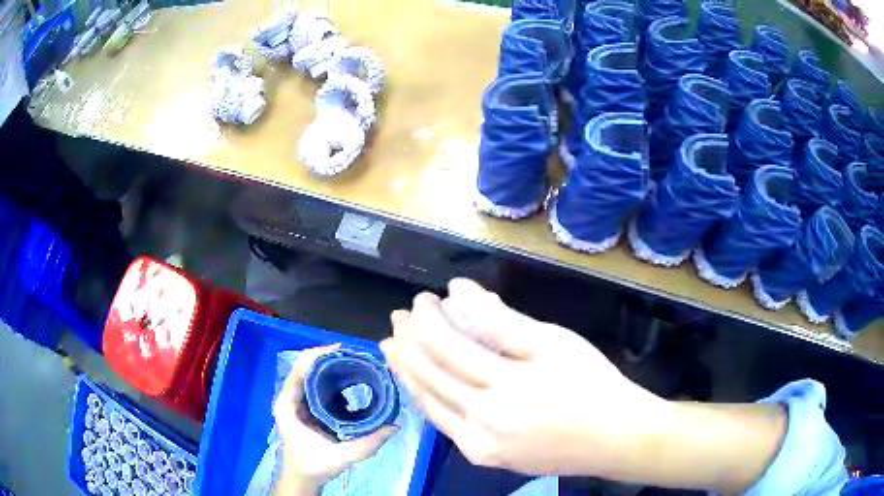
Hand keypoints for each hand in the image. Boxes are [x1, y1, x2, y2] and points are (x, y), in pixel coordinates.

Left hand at [273, 345, 396, 494]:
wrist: (302, 477)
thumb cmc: (314, 467)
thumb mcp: (340, 458)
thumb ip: (366, 445)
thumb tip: (394, 426)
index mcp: (288, 406)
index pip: (297, 372)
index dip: (316, 356)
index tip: (341, 350)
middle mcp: (289, 398)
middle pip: (305, 367)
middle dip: (328, 358)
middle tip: (355, 357)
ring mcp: (297, 401)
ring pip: (311, 373)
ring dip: (331, 366)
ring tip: (356, 364)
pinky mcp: (306, 405)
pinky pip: (317, 384)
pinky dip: (333, 378)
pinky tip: (351, 380)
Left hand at [380, 279, 667, 477]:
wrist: (613, 438)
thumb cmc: (591, 383)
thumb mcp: (552, 341)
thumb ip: (502, 319)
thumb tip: (458, 292)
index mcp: (505, 387)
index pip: (446, 346)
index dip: (427, 319)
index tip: (422, 299)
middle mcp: (484, 421)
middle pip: (429, 376)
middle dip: (407, 342)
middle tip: (398, 318)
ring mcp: (480, 446)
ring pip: (428, 403)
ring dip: (406, 372)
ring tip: (391, 347)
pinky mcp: (483, 458)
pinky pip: (443, 424)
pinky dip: (426, 399)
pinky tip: (418, 383)